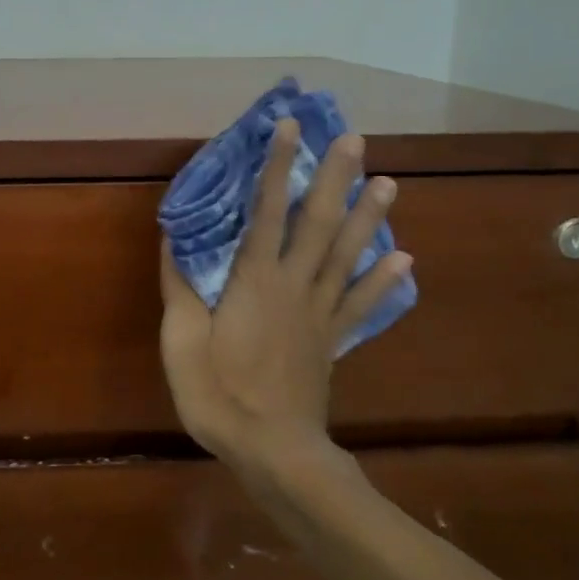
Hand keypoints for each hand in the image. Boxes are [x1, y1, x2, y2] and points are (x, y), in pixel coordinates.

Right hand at [158, 119, 411, 476]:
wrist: (273, 451)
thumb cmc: (219, 394)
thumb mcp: (181, 342)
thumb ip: (180, 288)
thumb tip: (174, 238)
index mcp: (254, 281)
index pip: (267, 211)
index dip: (276, 167)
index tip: (289, 129)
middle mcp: (294, 286)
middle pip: (318, 223)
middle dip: (335, 178)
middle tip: (355, 139)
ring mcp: (319, 313)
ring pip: (346, 255)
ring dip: (368, 217)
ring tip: (389, 183)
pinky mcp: (332, 339)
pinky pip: (361, 304)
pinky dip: (382, 282)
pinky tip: (404, 260)